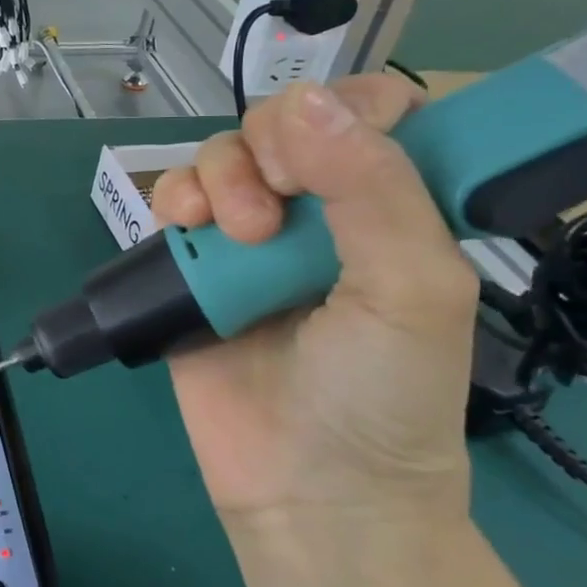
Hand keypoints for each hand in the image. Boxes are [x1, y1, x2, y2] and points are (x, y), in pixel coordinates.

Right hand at [150, 77, 476, 527]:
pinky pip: (174, 199)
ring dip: (221, 177)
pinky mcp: (192, 264)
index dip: (341, 111)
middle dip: (269, 151)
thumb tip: (304, 98)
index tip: (325, 157)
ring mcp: (248, 237)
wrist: (306, 488)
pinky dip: (176, 198)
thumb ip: (374, 189)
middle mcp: (318, 211)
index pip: (370, 110)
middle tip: (276, 215)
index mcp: (390, 207)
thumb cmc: (382, 395)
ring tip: (235, 235)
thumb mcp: (412, 290)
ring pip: (220, 155)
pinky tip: (187, 227)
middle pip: (278, 124)